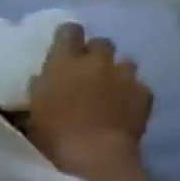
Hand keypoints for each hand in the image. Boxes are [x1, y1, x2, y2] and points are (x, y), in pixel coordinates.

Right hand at [27, 24, 153, 156]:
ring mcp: (127, 77)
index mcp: (65, 61)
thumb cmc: (51, 129)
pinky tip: (127, 101)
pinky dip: (134, 89)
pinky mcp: (147, 93)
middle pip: (104, 43)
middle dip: (98, 50)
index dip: (71, 34)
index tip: (69, 38)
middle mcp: (99, 63)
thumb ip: (41, 85)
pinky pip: (141, 84)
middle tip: (91, 64)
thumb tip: (43, 80)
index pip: (71, 32)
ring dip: (118, 68)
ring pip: (127, 62)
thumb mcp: (33, 103)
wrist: (95, 149)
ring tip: (112, 83)